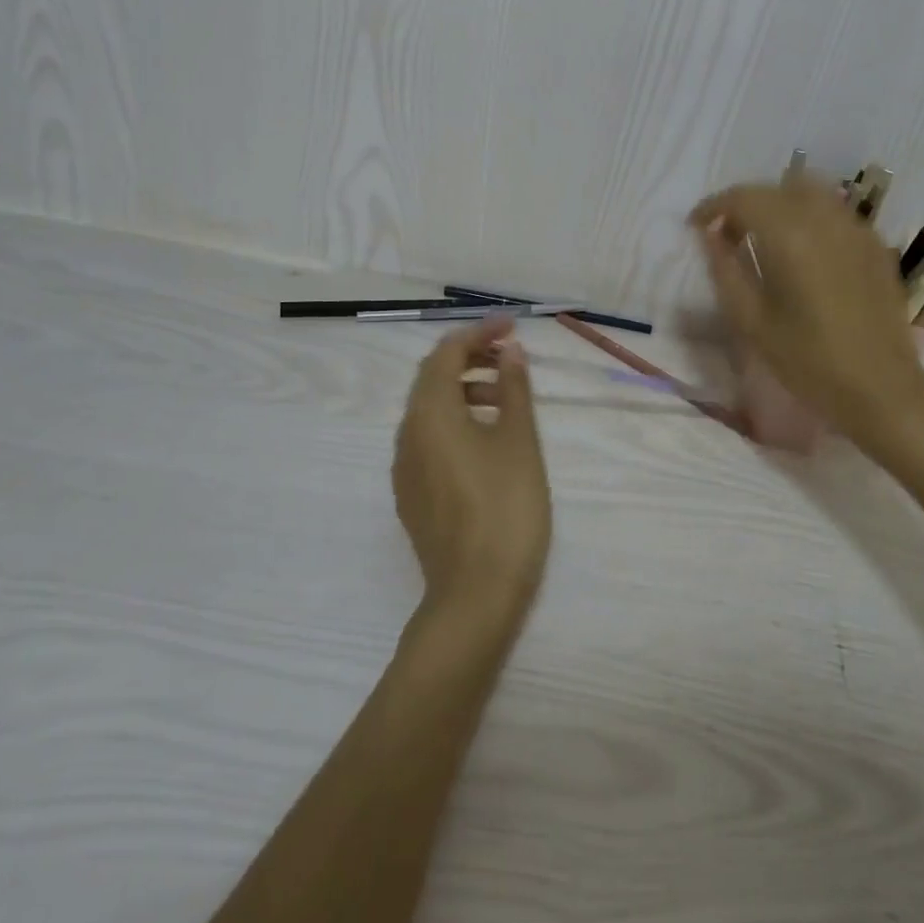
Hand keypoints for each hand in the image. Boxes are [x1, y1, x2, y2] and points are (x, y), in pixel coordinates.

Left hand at [392, 317, 551, 622]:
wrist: (474, 596)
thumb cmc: (505, 508)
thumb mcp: (519, 441)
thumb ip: (513, 389)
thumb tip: (509, 350)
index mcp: (430, 414)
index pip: (445, 354)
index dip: (478, 333)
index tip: (512, 326)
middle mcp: (407, 435)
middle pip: (432, 379)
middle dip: (469, 358)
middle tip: (510, 355)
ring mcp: (405, 468)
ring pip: (429, 410)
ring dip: (463, 390)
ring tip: (506, 396)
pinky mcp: (412, 494)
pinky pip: (428, 439)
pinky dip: (455, 420)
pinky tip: (486, 438)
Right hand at [690, 178, 923, 441]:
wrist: (882, 389)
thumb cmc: (808, 361)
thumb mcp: (752, 321)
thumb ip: (725, 270)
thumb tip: (709, 235)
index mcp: (790, 236)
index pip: (743, 197)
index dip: (713, 207)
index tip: (696, 226)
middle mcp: (825, 219)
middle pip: (776, 187)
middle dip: (745, 204)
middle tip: (727, 236)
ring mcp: (856, 228)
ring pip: (809, 192)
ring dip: (779, 205)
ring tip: (764, 239)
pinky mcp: (875, 244)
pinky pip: (834, 212)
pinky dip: (808, 217)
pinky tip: (803, 252)